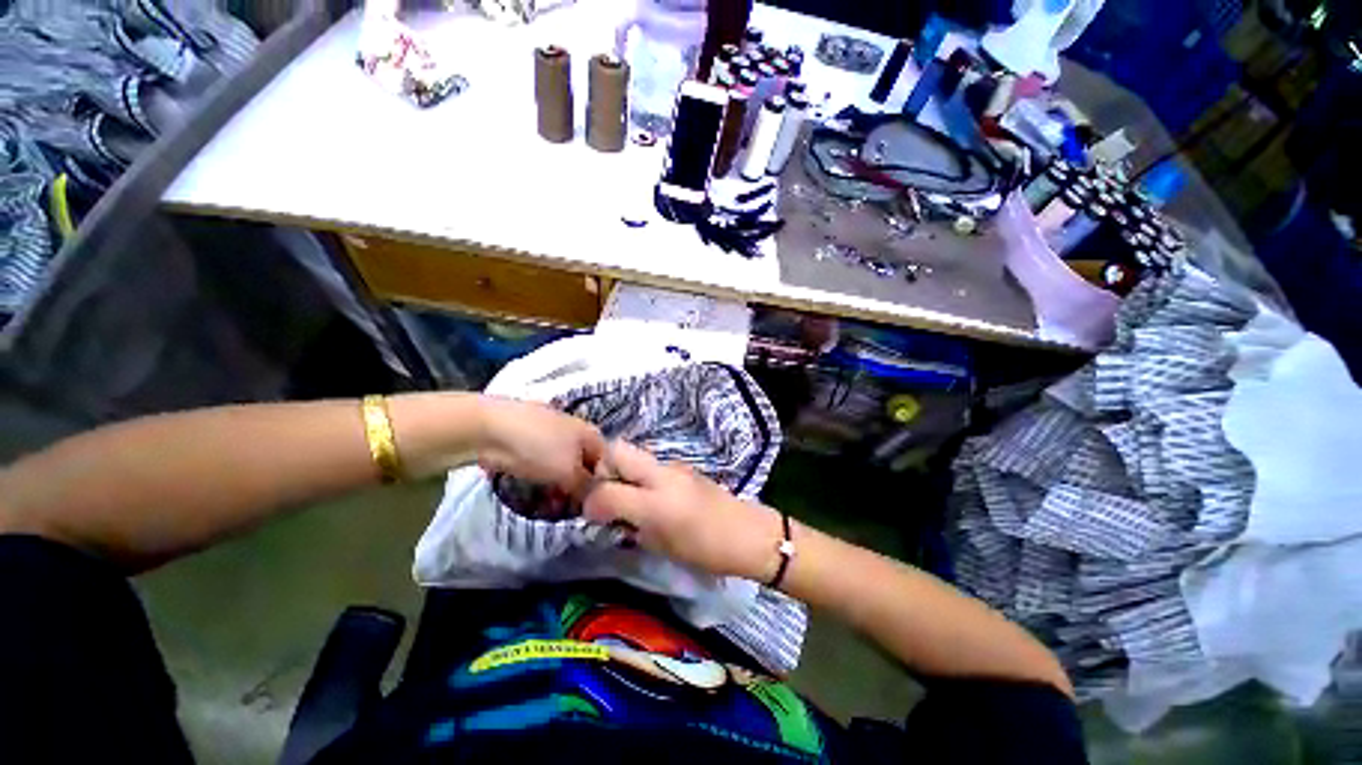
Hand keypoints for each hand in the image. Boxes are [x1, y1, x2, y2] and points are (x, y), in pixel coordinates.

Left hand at [475, 397, 604, 496]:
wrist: (488, 430)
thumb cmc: (538, 447)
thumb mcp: (568, 472)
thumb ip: (587, 487)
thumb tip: (599, 499)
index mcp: (591, 433)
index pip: (608, 462)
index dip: (605, 484)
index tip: (597, 506)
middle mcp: (576, 432)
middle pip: (587, 464)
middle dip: (582, 487)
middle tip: (575, 509)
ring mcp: (552, 435)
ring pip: (566, 466)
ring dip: (563, 486)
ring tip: (555, 506)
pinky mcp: (530, 443)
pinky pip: (546, 466)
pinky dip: (546, 480)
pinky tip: (540, 495)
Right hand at [582, 441, 782, 580]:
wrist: (747, 533)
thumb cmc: (706, 550)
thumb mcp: (661, 547)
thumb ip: (630, 525)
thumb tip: (609, 513)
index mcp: (654, 502)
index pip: (605, 490)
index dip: (590, 501)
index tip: (592, 514)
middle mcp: (661, 474)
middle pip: (617, 450)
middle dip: (603, 469)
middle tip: (608, 493)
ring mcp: (673, 465)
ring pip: (634, 453)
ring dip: (623, 470)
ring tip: (629, 495)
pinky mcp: (683, 465)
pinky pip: (651, 463)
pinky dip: (641, 474)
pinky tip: (651, 494)